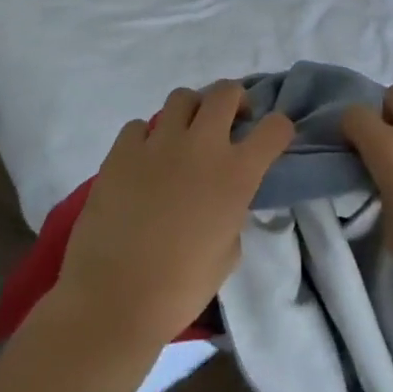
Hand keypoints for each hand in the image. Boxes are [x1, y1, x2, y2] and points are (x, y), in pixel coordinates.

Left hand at [55, 82, 293, 351]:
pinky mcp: (120, 152)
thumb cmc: (180, 288)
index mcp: (237, 174)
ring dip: (191, 112)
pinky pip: (139, 126)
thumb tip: (223, 201)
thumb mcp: (229, 253)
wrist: (113, 299)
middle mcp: (202, 147)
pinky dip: (147, 137)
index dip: (279, 129)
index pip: (275, 127)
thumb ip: (233, 214)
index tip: (271, 139)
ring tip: (185, 137)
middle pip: (226, 92)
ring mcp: (158, 144)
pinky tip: (144, 161)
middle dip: (235, 101)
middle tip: (230, 123)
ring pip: (182, 97)